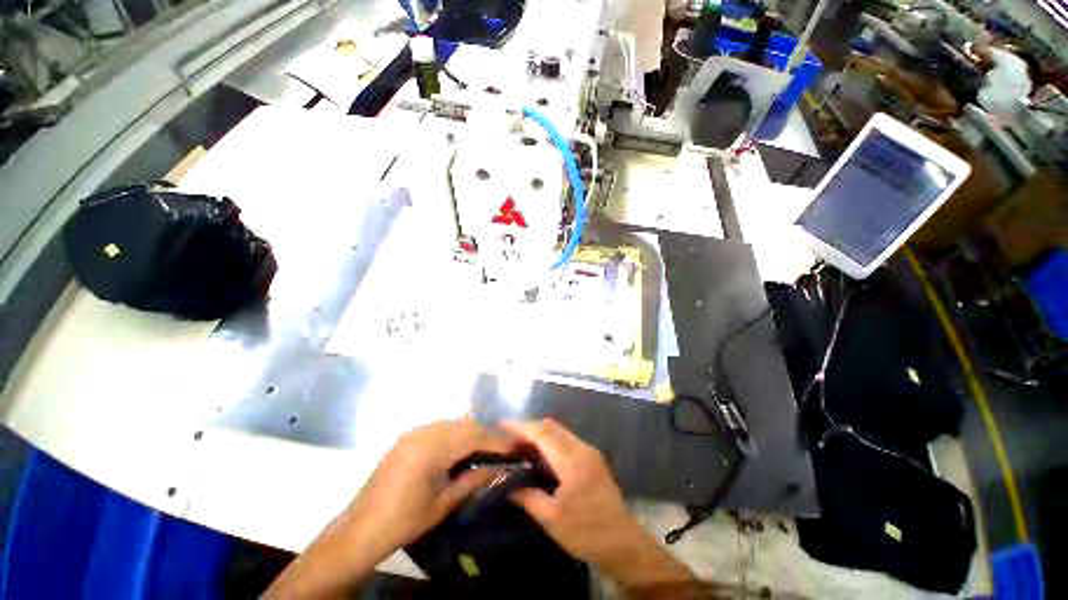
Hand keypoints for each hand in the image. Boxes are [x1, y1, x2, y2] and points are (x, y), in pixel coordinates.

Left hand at [345, 418, 515, 549]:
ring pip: (447, 425)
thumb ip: (471, 482)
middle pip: (460, 424)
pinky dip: (453, 437)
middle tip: (509, 450)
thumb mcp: (443, 504)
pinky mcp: (401, 443)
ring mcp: (407, 437)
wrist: (366, 525)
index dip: (498, 440)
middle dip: (486, 434)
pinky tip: (463, 453)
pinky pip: (434, 431)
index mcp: (429, 449)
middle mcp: (418, 435)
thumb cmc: (406, 520)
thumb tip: (500, 469)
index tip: (520, 448)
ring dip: (469, 434)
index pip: (472, 435)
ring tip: (490, 452)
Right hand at [503, 419, 694, 587]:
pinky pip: (568, 447)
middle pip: (553, 429)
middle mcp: (585, 453)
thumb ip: (526, 496)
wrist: (622, 544)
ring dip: (539, 439)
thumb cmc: (585, 532)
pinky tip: (536, 464)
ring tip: (515, 454)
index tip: (497, 427)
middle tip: (504, 445)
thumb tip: (504, 484)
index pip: (543, 433)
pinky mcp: (595, 468)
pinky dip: (550, 448)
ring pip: (561, 436)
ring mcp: (593, 459)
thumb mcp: (550, 517)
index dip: (519, 428)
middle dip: (528, 431)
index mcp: (574, 462)